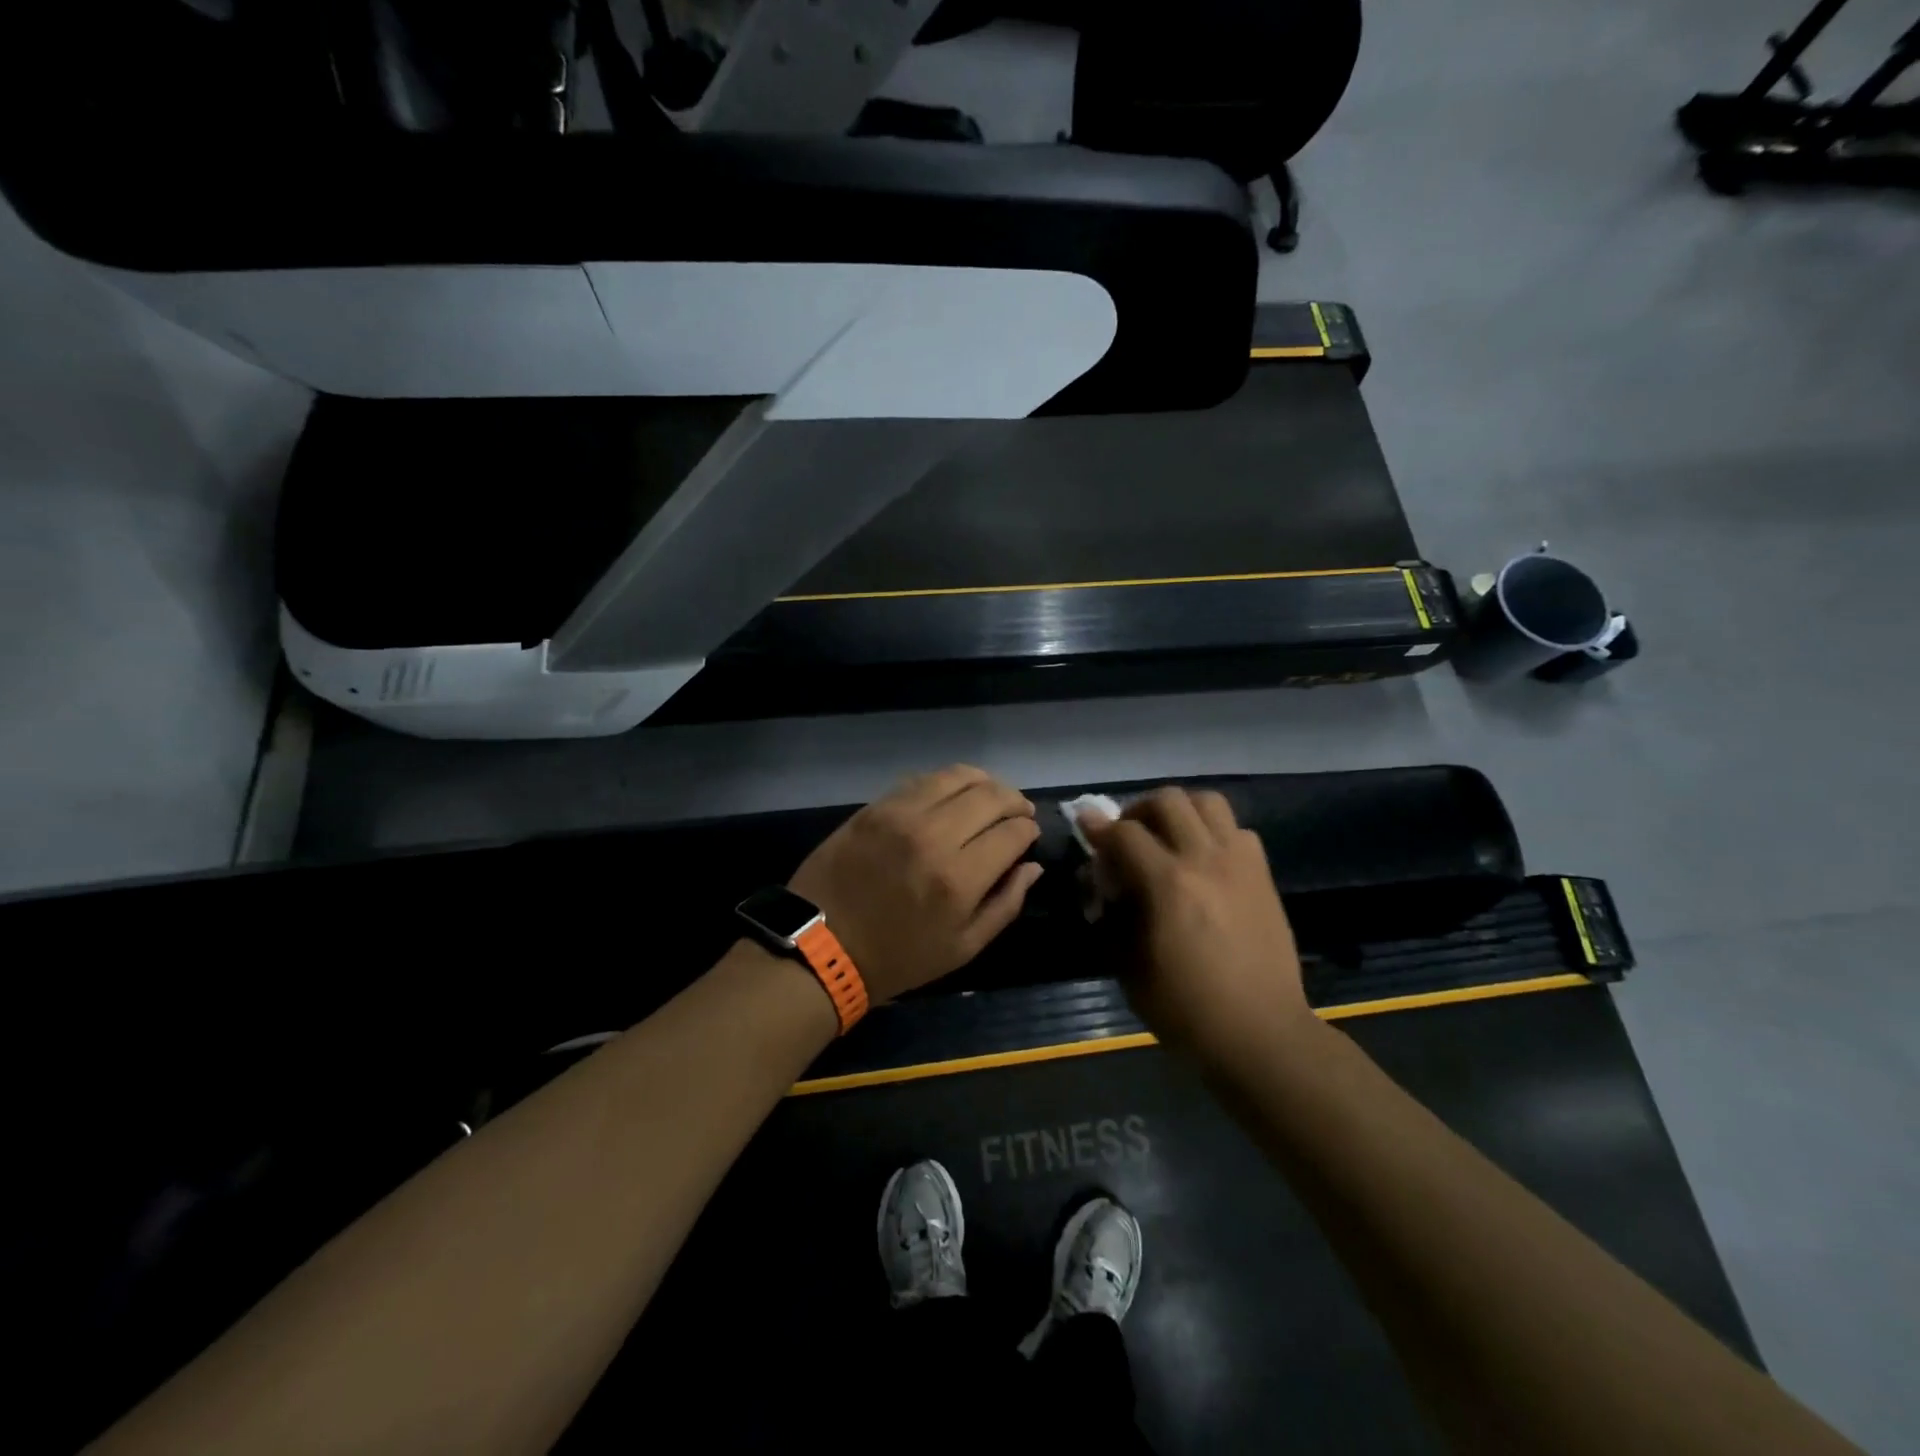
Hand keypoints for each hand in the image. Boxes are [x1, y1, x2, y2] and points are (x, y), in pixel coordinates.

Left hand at [789, 765, 1044, 1003]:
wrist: (821, 946)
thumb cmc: (898, 957)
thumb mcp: (962, 948)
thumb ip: (1005, 904)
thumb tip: (1032, 866)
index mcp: (958, 878)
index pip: (1012, 833)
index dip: (1028, 830)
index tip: (1029, 834)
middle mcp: (933, 835)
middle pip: (991, 796)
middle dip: (1014, 801)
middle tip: (1018, 812)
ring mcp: (900, 814)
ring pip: (957, 776)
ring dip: (984, 782)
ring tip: (990, 796)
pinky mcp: (875, 806)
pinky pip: (922, 780)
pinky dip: (947, 782)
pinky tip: (952, 796)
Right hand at [1081, 787, 1314, 1054]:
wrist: (1261, 1034)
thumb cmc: (1186, 1009)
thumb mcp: (1129, 968)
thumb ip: (1111, 917)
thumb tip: (1102, 886)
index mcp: (1168, 884)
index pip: (1124, 833)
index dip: (1098, 827)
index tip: (1085, 825)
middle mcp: (1205, 860)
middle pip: (1168, 801)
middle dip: (1138, 810)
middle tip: (1128, 834)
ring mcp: (1240, 864)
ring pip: (1208, 802)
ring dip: (1180, 810)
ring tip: (1168, 835)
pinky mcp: (1262, 876)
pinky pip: (1237, 831)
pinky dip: (1214, 832)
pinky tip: (1204, 859)